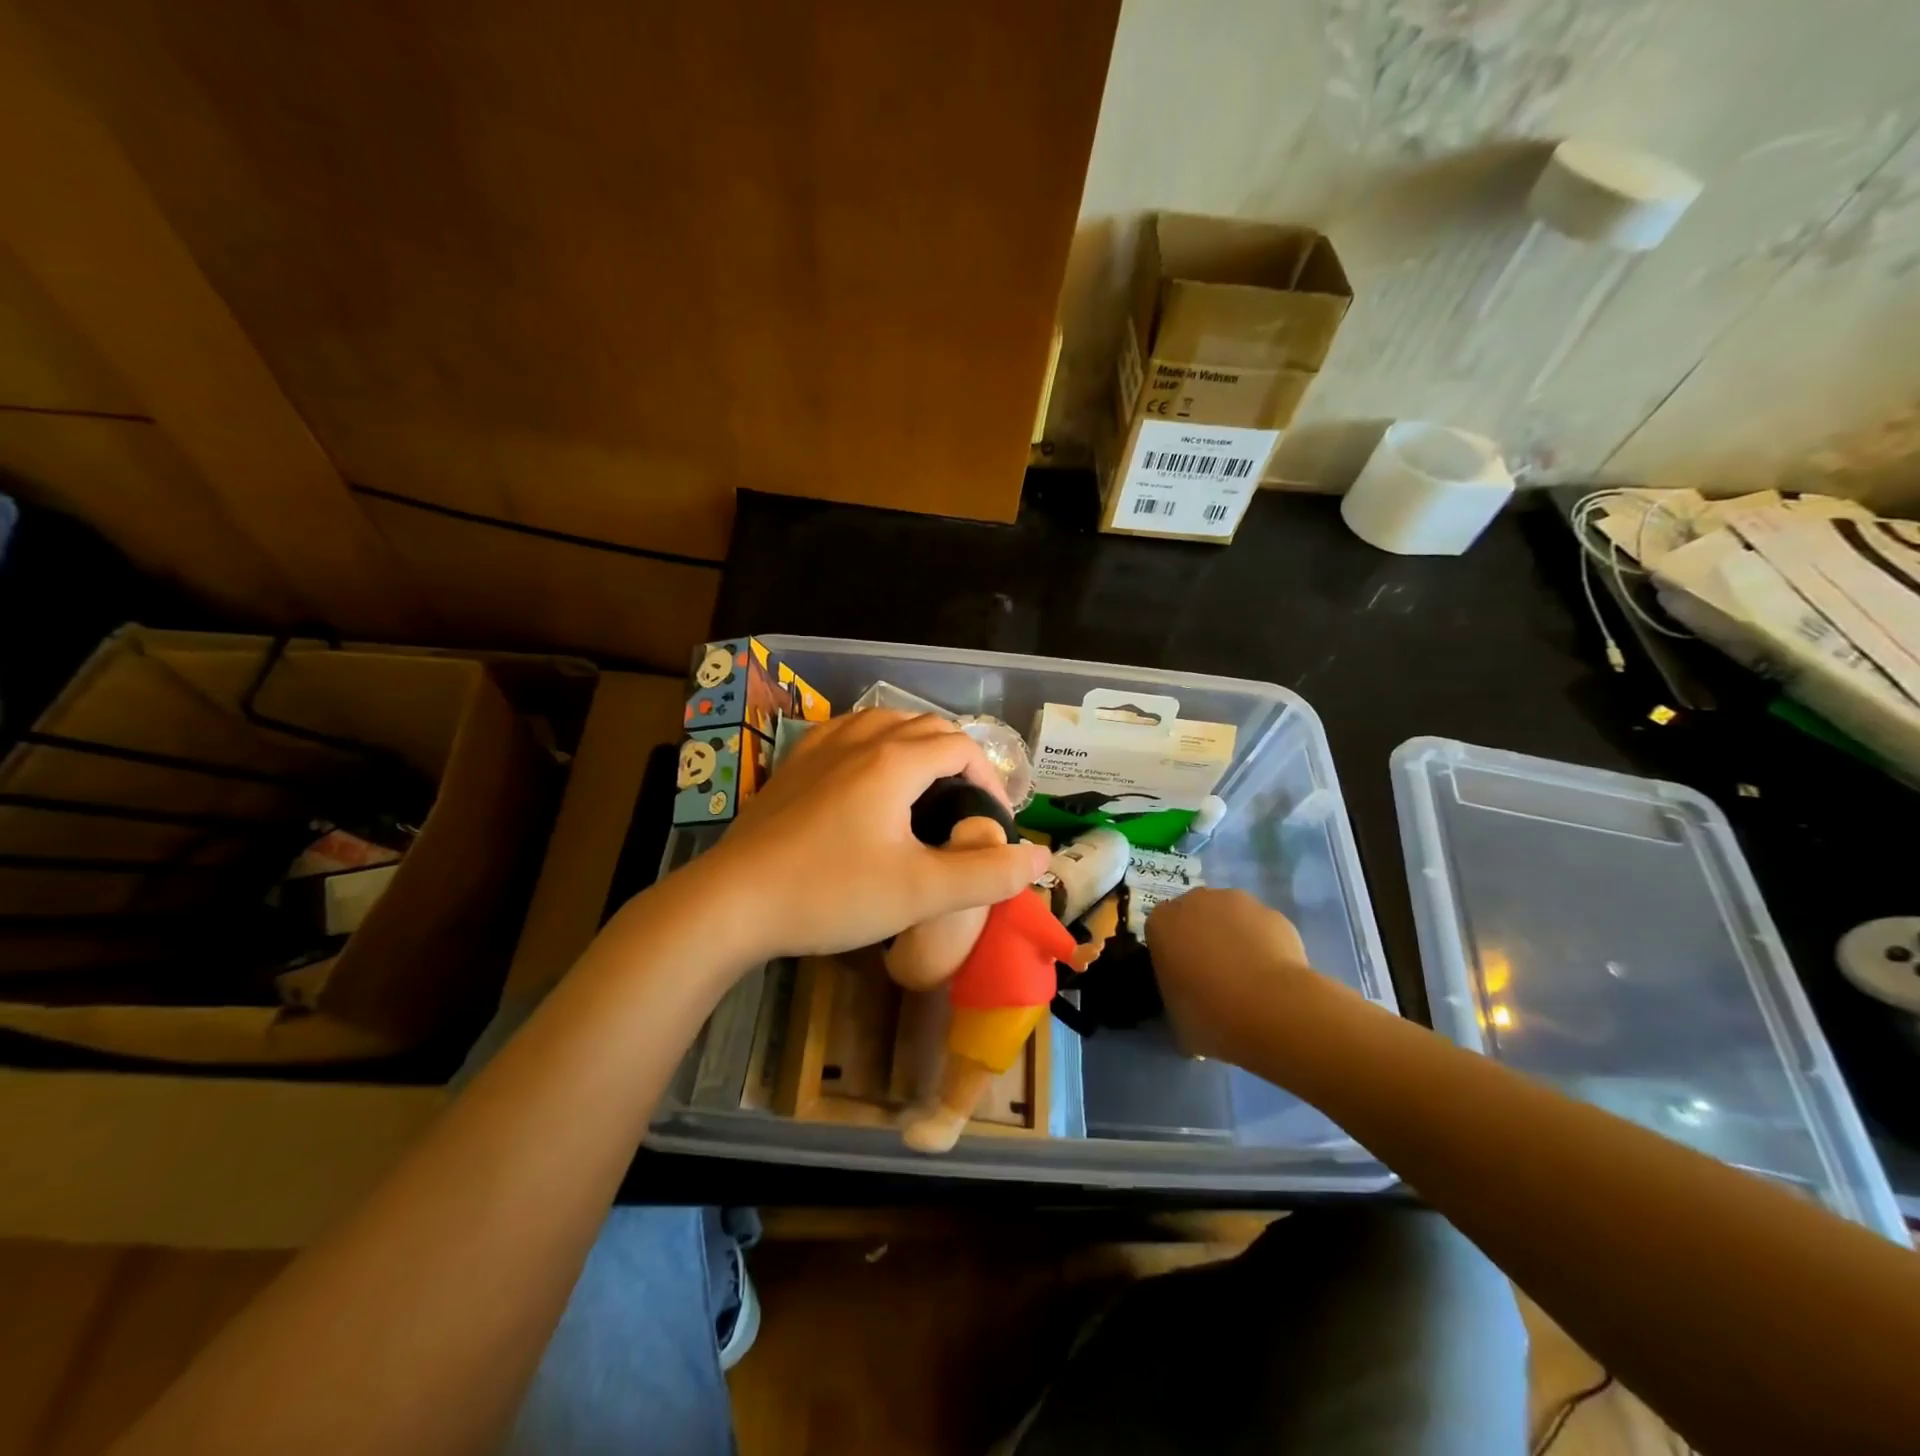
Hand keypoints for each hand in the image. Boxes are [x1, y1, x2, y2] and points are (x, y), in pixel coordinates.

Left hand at [701, 711, 1050, 960]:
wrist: (733, 901)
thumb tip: (1040, 855)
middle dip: (957, 756)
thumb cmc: (832, 893)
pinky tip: (866, 771)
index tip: (993, 818)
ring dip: (915, 742)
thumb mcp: (920, 892)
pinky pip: (845, 732)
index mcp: (895, 761)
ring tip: (925, 782)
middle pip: (925, 725)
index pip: (960, 746)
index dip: (988, 777)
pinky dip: (873, 741)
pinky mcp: (792, 765)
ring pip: (883, 720)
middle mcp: (860, 739)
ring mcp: (819, 748)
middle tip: (966, 803)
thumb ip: (986, 873)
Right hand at [1146, 888, 1315, 1062]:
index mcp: (1161, 923)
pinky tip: (1274, 975)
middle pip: (1195, 915)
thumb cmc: (1209, 1014)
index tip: (1183, 978)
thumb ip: (1176, 1000)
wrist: (1270, 1009)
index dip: (1172, 953)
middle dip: (1203, 937)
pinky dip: (1265, 944)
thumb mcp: (1176, 1018)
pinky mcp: (1273, 913)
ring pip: (1231, 916)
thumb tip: (1189, 1006)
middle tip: (1215, 975)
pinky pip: (1263, 927)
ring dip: (1235, 936)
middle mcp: (1195, 901)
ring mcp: (1236, 902)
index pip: (1160, 930)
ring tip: (1249, 976)